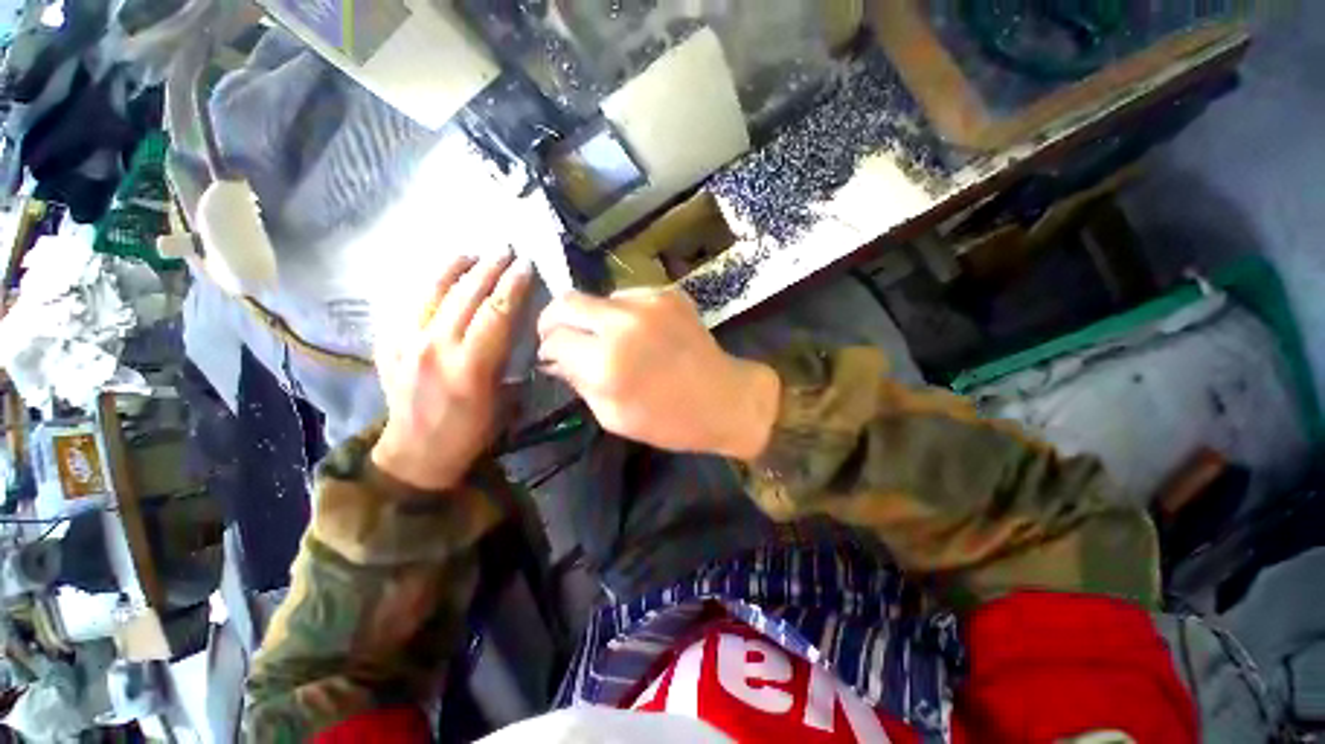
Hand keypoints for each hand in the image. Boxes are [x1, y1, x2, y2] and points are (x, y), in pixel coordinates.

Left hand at [372, 252, 532, 490]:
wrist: (417, 451)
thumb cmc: (471, 430)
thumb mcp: (504, 400)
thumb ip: (509, 360)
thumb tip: (518, 330)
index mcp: (470, 366)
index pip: (497, 312)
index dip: (514, 286)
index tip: (527, 266)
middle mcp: (435, 347)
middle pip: (466, 294)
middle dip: (490, 268)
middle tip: (506, 249)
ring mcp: (406, 342)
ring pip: (432, 291)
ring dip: (456, 268)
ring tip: (472, 253)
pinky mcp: (388, 344)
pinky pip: (409, 303)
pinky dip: (427, 284)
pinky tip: (440, 275)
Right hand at [537, 288, 779, 459]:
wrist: (726, 399)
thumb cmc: (669, 421)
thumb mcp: (613, 416)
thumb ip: (578, 382)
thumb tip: (555, 358)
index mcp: (606, 362)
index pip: (554, 339)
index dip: (548, 348)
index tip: (553, 357)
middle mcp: (622, 323)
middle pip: (567, 301)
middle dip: (555, 320)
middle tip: (562, 337)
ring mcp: (648, 302)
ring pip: (599, 298)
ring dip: (594, 318)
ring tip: (611, 341)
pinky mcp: (667, 293)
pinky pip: (628, 297)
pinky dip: (623, 315)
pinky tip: (640, 334)